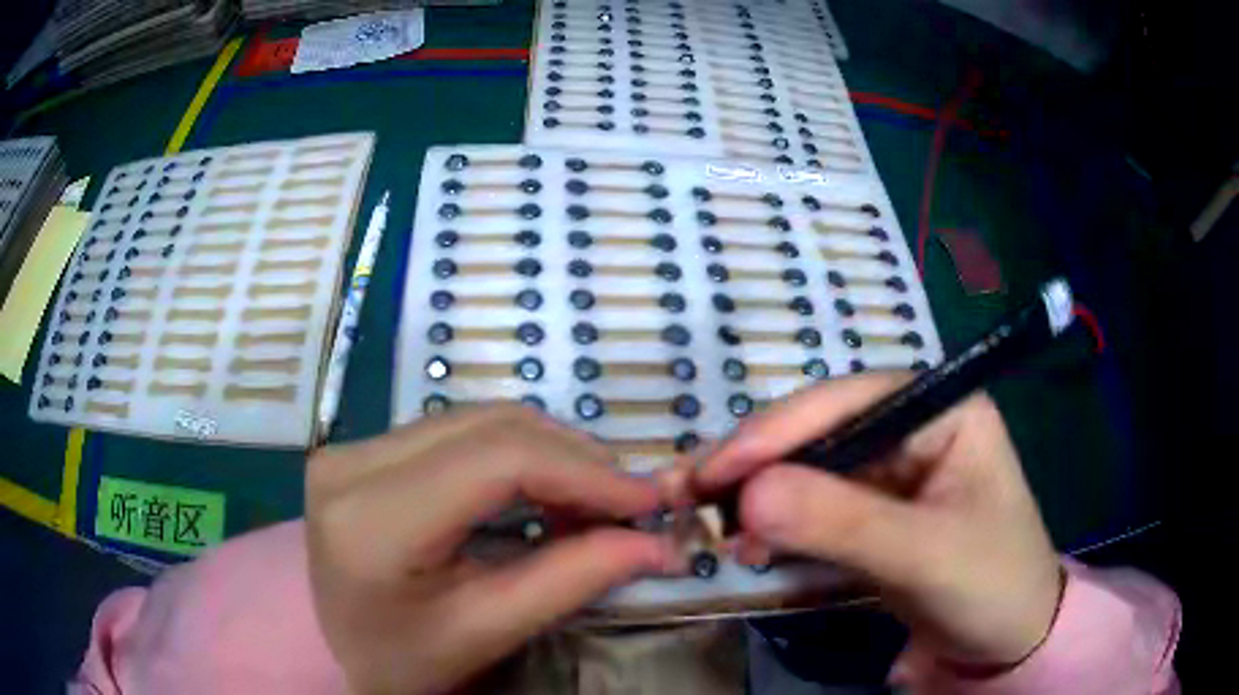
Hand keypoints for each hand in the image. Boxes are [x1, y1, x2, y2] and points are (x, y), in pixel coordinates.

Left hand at [306, 405, 677, 694]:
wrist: (334, 652)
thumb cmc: (404, 660)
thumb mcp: (486, 631)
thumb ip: (572, 579)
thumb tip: (655, 542)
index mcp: (371, 520)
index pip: (497, 462)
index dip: (584, 473)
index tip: (647, 500)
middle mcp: (351, 462)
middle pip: (489, 429)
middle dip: (574, 460)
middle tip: (628, 503)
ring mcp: (351, 447)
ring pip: (477, 420)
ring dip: (548, 452)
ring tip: (591, 500)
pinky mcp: (362, 449)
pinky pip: (456, 432)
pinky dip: (514, 454)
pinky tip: (541, 488)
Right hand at [695, 373, 1063, 667]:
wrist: (1009, 641)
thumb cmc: (992, 585)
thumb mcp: (926, 556)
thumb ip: (843, 523)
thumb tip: (746, 495)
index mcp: (943, 410)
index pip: (849, 401)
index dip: (778, 432)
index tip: (713, 473)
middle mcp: (913, 427)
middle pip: (819, 432)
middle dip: (754, 465)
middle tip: (687, 497)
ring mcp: (891, 470)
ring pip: (808, 469)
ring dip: (755, 495)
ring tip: (704, 523)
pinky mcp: (873, 511)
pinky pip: (813, 506)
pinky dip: (773, 524)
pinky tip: (745, 544)